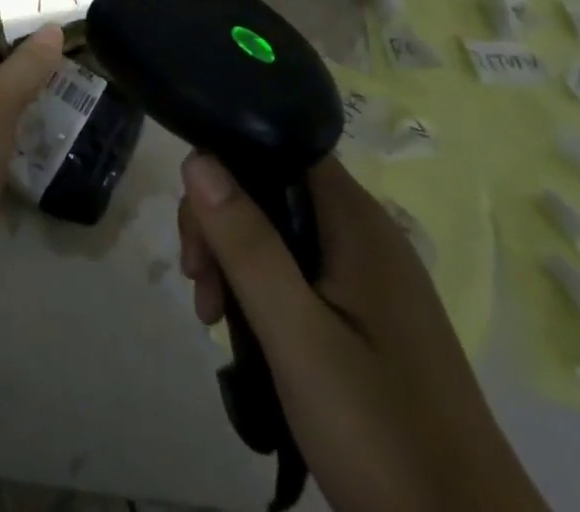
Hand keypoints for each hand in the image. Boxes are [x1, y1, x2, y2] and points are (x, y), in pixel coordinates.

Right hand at [178, 154, 547, 511]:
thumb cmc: (382, 433)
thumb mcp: (298, 337)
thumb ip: (247, 244)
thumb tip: (197, 157)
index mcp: (357, 221)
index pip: (278, 147)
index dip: (227, 168)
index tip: (197, 229)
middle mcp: (367, 234)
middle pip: (273, 190)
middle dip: (222, 226)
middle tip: (199, 288)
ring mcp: (372, 279)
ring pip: (282, 235)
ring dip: (237, 264)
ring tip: (213, 319)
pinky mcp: (371, 320)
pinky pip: (302, 275)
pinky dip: (265, 293)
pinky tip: (248, 336)